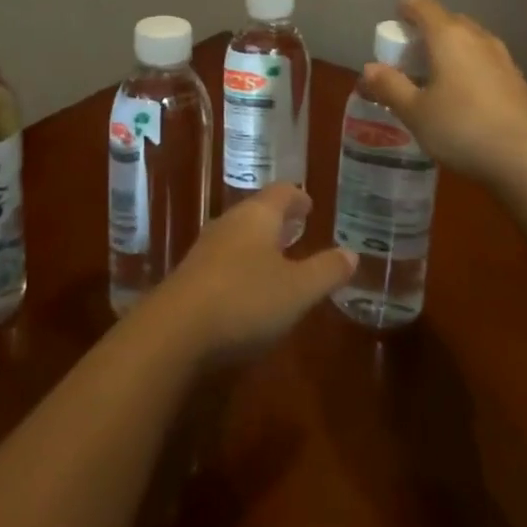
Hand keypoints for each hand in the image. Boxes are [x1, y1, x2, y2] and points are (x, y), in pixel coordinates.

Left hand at [152, 184, 355, 361]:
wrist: (174, 333)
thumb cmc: (245, 301)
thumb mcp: (297, 291)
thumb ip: (326, 271)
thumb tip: (351, 254)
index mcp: (257, 216)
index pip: (281, 193)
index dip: (297, 198)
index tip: (309, 204)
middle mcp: (229, 224)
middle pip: (257, 212)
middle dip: (278, 220)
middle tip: (297, 228)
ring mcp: (205, 250)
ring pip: (238, 236)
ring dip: (258, 243)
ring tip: (276, 256)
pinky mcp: (190, 278)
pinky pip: (223, 261)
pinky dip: (241, 265)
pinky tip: (247, 287)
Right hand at [357, 0, 526, 185]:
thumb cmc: (463, 128)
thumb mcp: (415, 112)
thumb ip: (390, 86)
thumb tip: (368, 69)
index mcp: (449, 36)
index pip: (424, 6)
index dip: (406, 9)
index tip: (394, 20)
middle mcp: (478, 38)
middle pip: (448, 21)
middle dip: (427, 31)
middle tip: (409, 54)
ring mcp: (503, 58)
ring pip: (469, 41)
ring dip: (450, 50)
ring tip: (435, 75)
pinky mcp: (518, 80)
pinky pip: (485, 61)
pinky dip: (468, 67)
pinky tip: (463, 96)